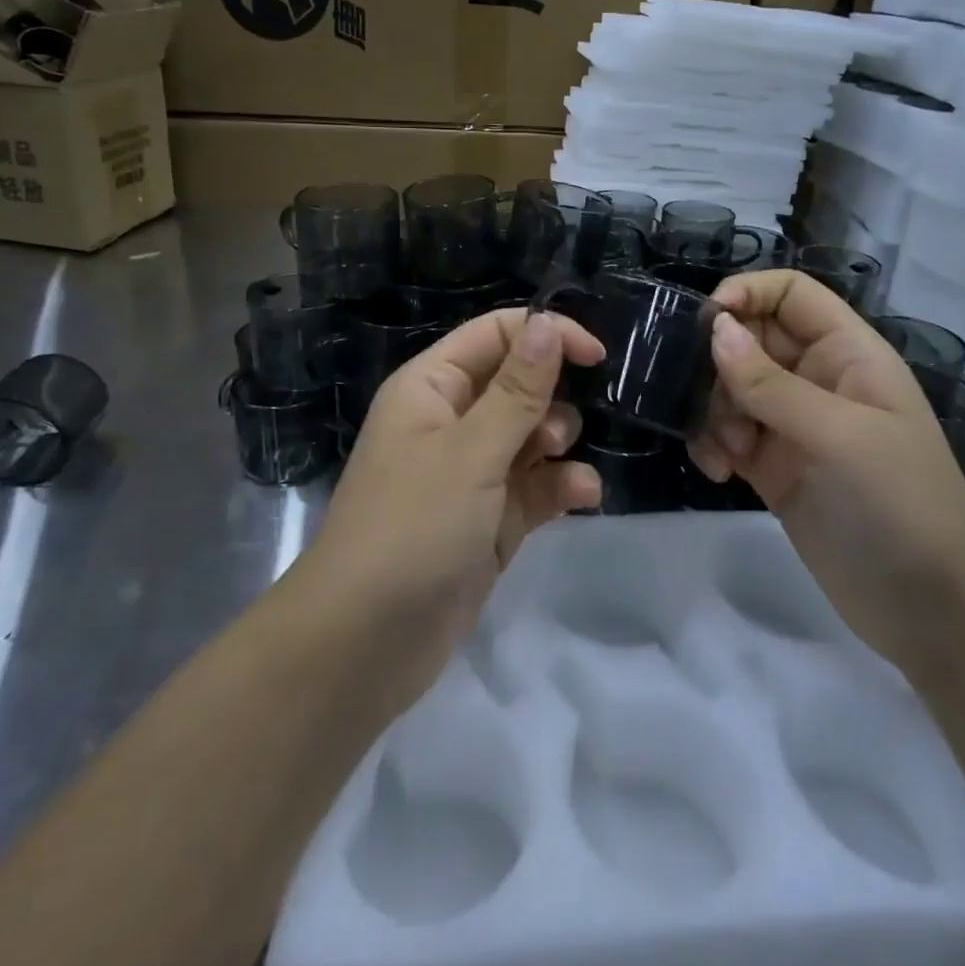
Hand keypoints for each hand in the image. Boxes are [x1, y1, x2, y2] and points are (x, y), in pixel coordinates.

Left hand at [299, 308, 604, 711]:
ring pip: (531, 436)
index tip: (598, 355)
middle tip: (556, 431)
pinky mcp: (488, 519)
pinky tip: (581, 498)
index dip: (545, 335)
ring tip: (558, 469)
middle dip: (550, 399)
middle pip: (517, 384)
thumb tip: (546, 323)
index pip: (495, 334)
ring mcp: (470, 473)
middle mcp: (450, 422)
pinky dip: (559, 486)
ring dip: (558, 444)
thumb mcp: (471, 451)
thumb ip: (518, 390)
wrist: (367, 642)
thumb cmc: (414, 527)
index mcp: (431, 388)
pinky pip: (534, 486)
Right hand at [687, 271, 964, 662]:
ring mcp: (794, 427)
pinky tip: (717, 472)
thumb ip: (771, 383)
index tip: (703, 323)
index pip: (792, 295)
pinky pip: (728, 435)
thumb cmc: (900, 504)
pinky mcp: (773, 469)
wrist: (932, 609)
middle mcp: (818, 381)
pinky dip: (713, 445)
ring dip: (713, 412)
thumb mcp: (839, 436)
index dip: (748, 293)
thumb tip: (715, 330)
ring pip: (731, 389)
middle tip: (708, 402)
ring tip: (725, 451)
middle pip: (751, 340)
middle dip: (720, 365)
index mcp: (848, 354)